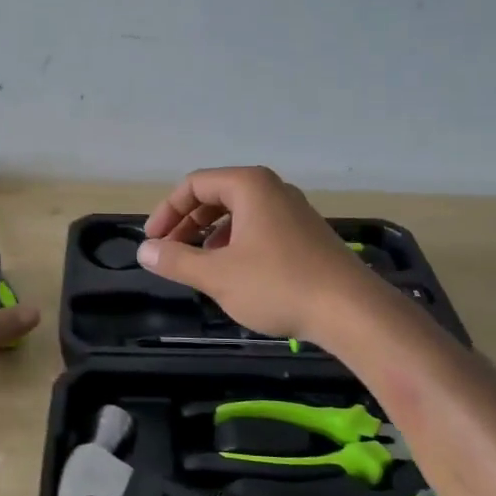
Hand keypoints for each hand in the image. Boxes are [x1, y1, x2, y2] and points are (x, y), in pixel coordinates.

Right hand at [138, 166, 374, 342]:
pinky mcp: (306, 234)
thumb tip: (144, 250)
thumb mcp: (217, 275)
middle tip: (169, 253)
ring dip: (210, 236)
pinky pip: (259, 228)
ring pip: (238, 214)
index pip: (194, 185)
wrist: (350, 310)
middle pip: (216, 196)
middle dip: (187, 224)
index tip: (153, 241)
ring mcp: (293, 211)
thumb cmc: (277, 285)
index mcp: (249, 186)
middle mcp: (272, 189)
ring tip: (198, 265)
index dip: (167, 211)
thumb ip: (176, 260)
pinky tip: (233, 273)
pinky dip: (236, 243)